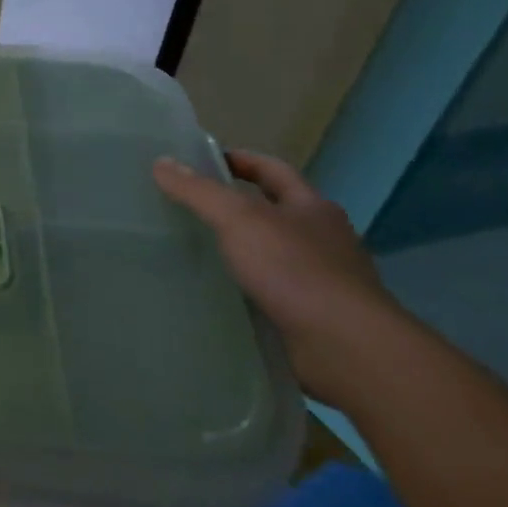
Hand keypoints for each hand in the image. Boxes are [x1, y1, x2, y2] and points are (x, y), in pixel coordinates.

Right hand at [153, 150, 403, 404]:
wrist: (346, 346)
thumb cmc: (294, 268)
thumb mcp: (238, 218)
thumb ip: (199, 191)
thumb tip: (161, 162)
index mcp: (311, 206)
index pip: (272, 170)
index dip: (240, 160)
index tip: (203, 160)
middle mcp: (323, 237)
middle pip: (277, 210)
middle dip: (240, 206)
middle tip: (192, 207)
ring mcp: (324, 278)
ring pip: (276, 252)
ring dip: (244, 249)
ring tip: (200, 251)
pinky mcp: (315, 314)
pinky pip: (274, 289)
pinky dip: (250, 286)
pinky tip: (223, 293)